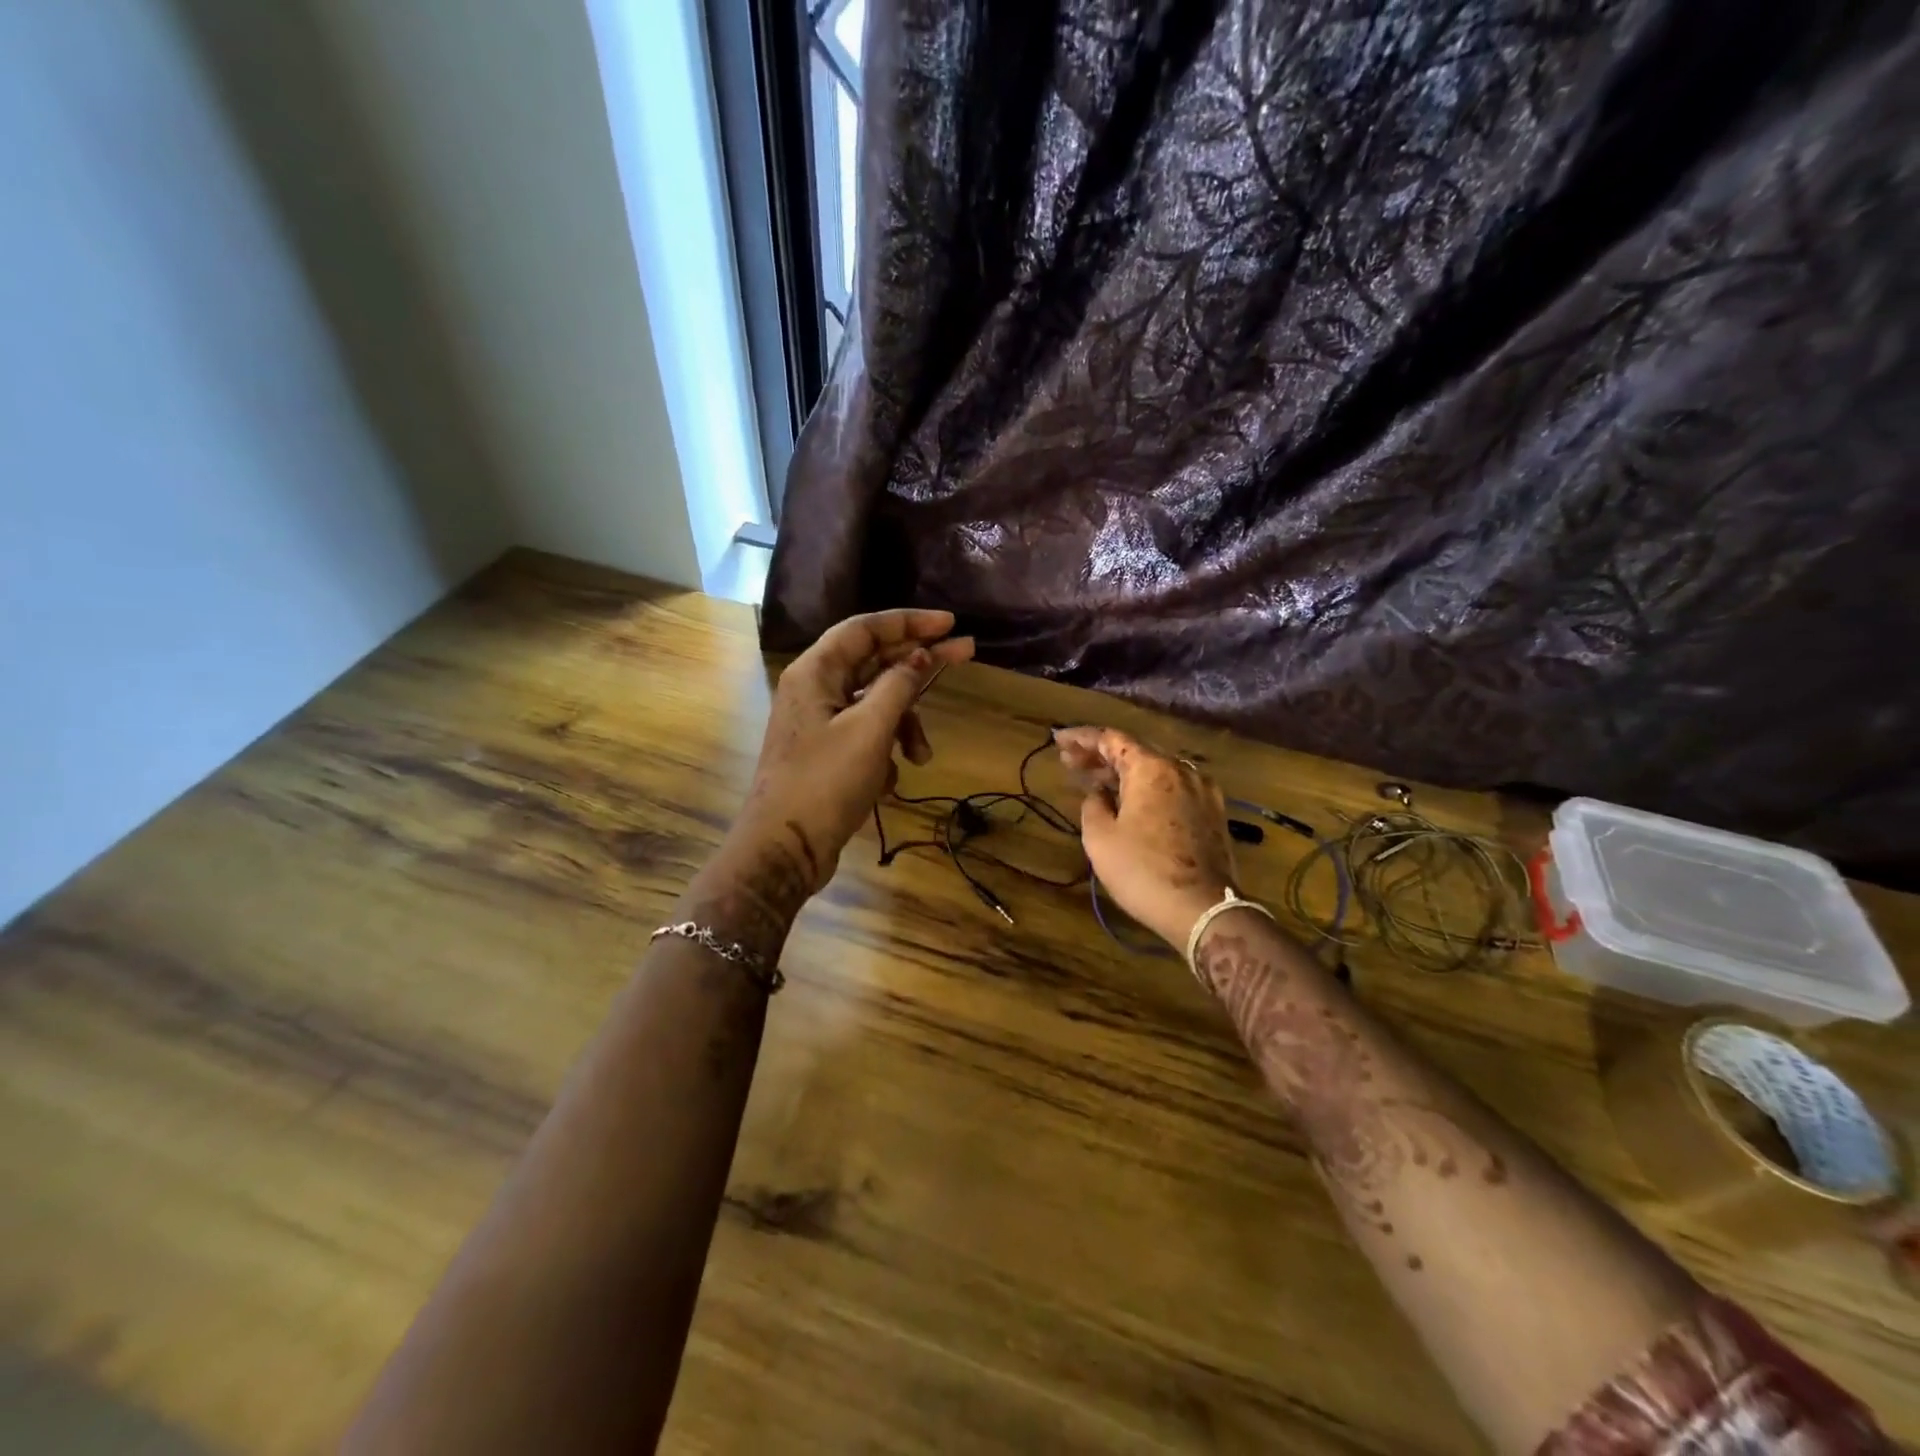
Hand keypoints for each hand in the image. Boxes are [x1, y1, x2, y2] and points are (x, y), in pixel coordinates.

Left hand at [732, 609, 974, 895]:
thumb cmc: (825, 783)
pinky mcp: (827, 754)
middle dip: (917, 667)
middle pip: (874, 662)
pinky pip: (866, 736)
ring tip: (920, 757)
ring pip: (875, 704)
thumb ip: (898, 686)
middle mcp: (815, 689)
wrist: (784, 850)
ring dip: (904, 725)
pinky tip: (888, 781)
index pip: (865, 628)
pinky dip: (884, 751)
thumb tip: (919, 656)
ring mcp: (820, 723)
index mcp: (815, 672)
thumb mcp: (870, 730)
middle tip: (965, 655)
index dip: (909, 622)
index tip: (949, 623)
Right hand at [1055, 726, 1237, 947]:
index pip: (1111, 738)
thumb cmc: (1143, 871)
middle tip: (1070, 761)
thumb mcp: (1100, 838)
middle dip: (1100, 755)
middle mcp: (1180, 770)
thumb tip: (1099, 793)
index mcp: (1151, 768)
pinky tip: (1130, 802)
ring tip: (1095, 782)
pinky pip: (1172, 788)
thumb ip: (1093, 805)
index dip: (1081, 737)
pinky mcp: (1212, 813)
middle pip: (1135, 751)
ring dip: (1124, 773)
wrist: (1203, 910)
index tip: (1058, 739)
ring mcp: (1202, 791)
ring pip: (1155, 770)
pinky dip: (1147, 788)